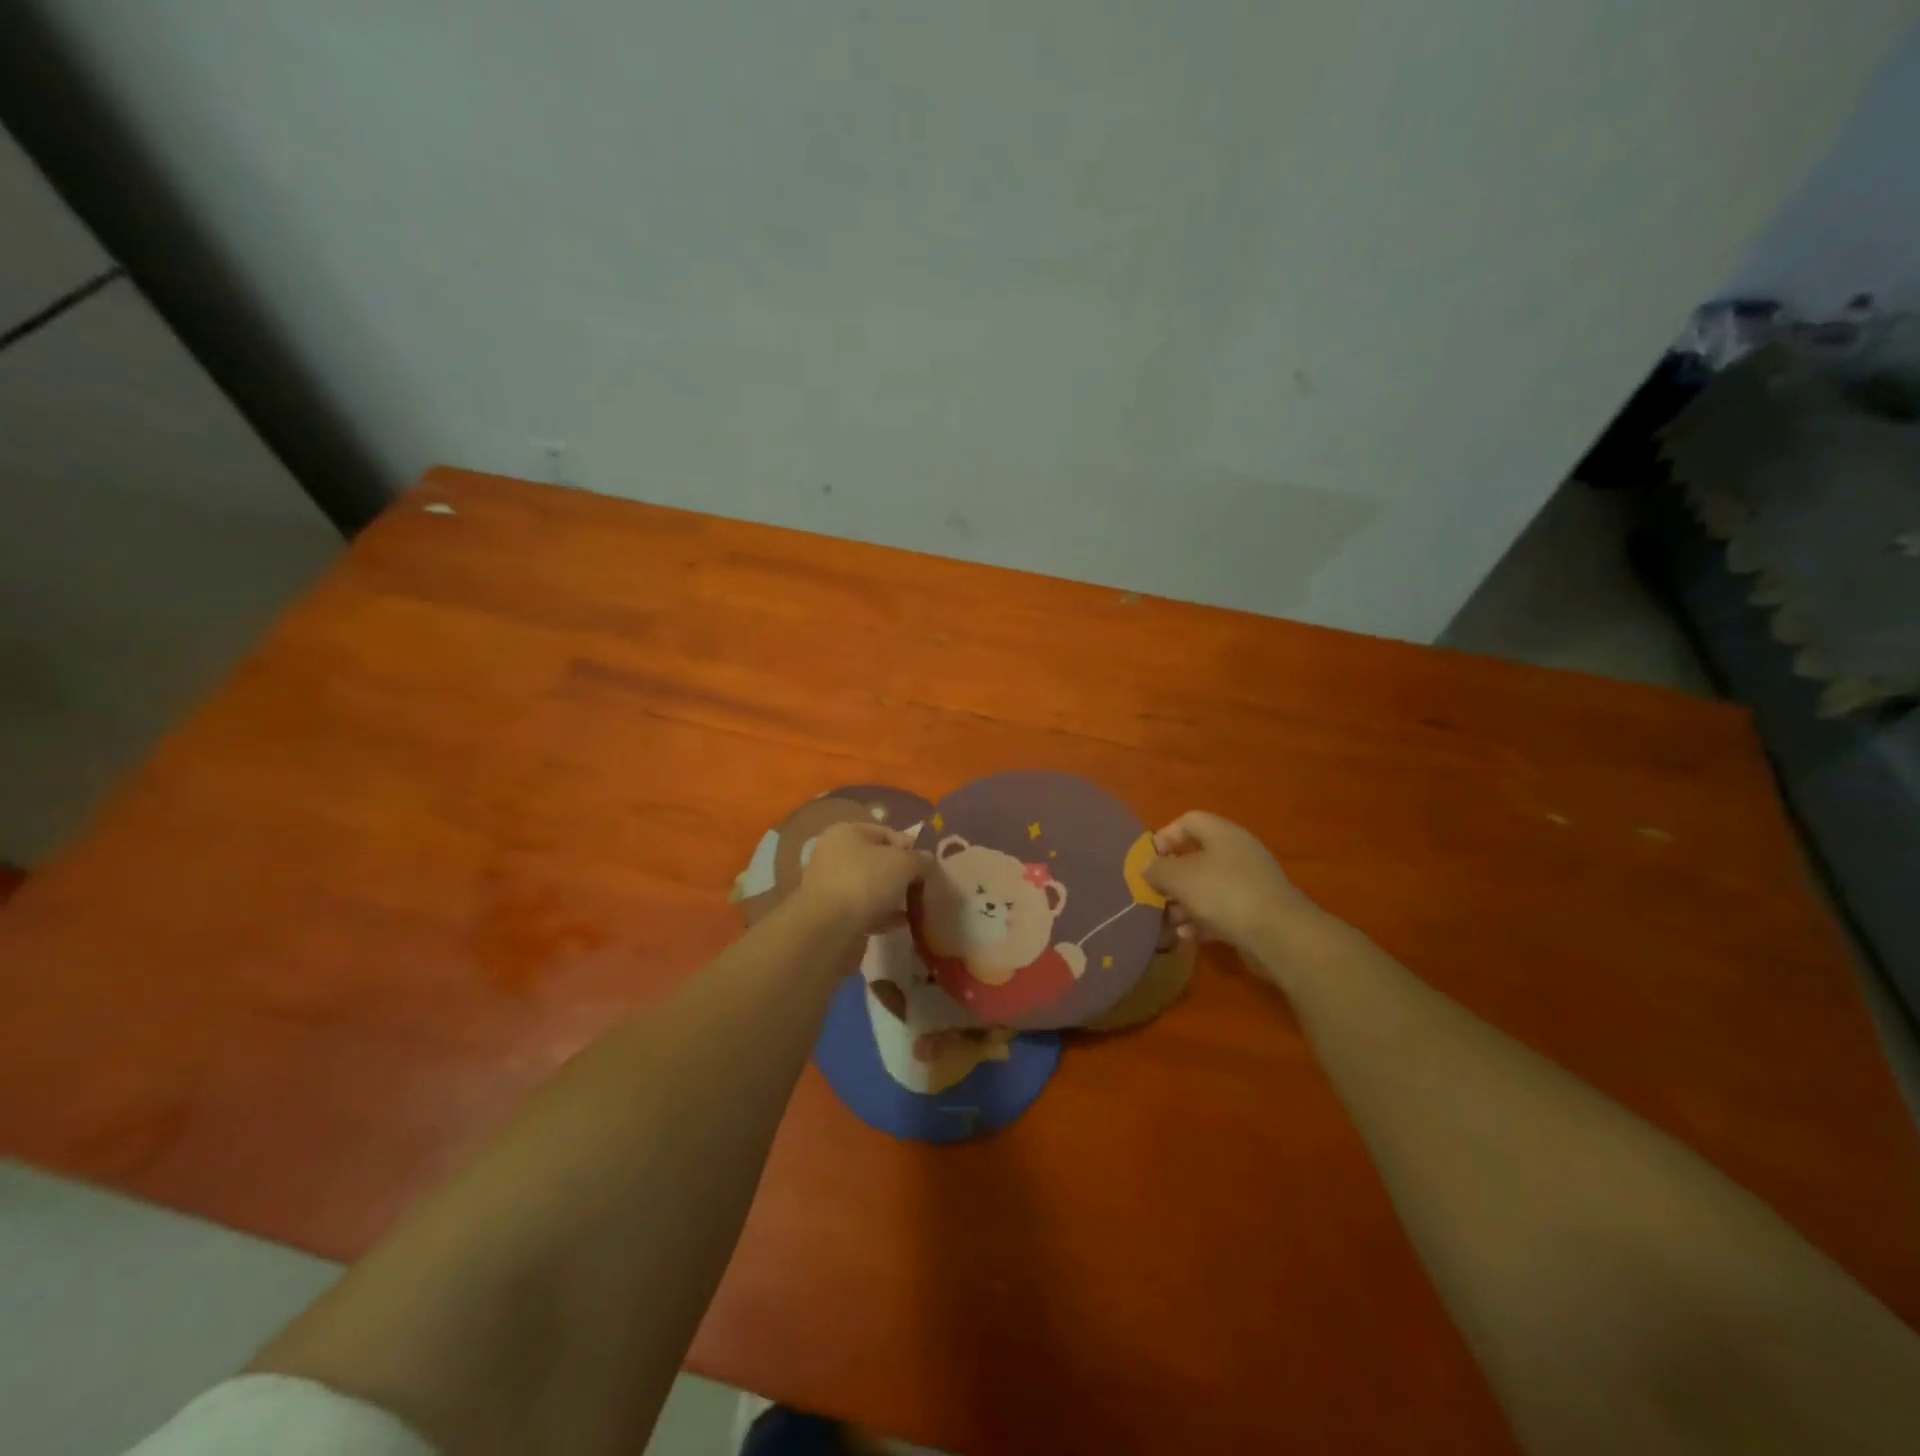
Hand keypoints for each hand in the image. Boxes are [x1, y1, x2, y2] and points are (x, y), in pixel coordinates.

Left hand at [796, 822, 924, 934]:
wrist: (829, 929)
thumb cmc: (865, 881)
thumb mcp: (904, 863)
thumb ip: (920, 859)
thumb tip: (927, 861)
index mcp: (846, 833)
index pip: (885, 832)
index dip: (909, 846)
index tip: (926, 864)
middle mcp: (834, 855)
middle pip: (877, 860)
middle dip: (901, 873)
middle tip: (921, 886)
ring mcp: (831, 886)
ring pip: (870, 886)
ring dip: (892, 895)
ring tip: (915, 905)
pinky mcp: (832, 914)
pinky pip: (864, 909)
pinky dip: (882, 914)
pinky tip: (901, 922)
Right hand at [1146, 811, 1317, 953]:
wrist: (1279, 935)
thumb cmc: (1224, 894)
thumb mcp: (1180, 878)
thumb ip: (1158, 869)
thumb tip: (1147, 867)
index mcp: (1223, 834)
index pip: (1189, 821)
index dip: (1166, 836)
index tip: (1149, 859)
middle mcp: (1238, 853)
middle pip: (1196, 857)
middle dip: (1172, 877)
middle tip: (1155, 893)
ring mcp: (1249, 883)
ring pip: (1207, 887)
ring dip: (1184, 903)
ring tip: (1168, 920)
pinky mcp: (1255, 912)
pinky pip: (1221, 910)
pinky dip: (1202, 920)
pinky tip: (1188, 936)